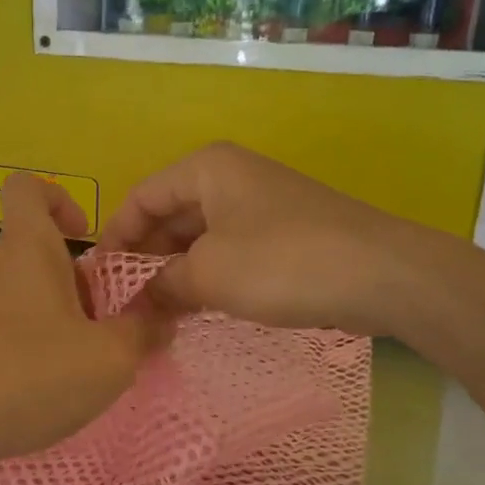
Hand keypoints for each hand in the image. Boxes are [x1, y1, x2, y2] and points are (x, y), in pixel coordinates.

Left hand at [0, 174, 173, 470]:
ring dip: (52, 312)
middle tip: (99, 325)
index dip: (59, 198)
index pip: (29, 188)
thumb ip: (143, 331)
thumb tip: (161, 318)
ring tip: (74, 360)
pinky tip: (37, 382)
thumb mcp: (110, 358)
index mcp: (26, 246)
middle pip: (36, 249)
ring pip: (20, 287)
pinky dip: (24, 336)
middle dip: (74, 279)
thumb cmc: (31, 375)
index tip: (85, 236)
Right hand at [98, 142, 445, 336]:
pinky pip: (229, 250)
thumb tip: (135, 301)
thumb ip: (162, 284)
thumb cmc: (282, 262)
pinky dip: (208, 277)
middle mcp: (230, 176)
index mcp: (206, 169)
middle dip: (146, 260)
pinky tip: (196, 309)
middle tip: (125, 306)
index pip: (140, 197)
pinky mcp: (283, 232)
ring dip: (176, 273)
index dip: (116, 239)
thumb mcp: (209, 274)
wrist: (384, 274)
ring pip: (199, 237)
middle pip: (169, 216)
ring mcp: (259, 204)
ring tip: (155, 315)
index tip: (99, 283)